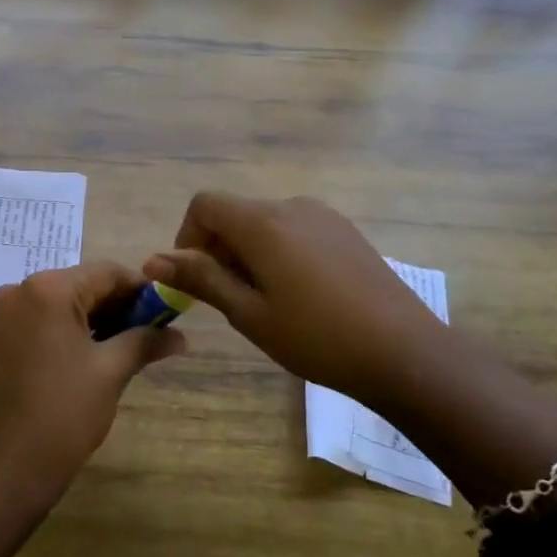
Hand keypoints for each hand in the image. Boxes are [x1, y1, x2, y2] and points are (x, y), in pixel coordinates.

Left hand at [0, 261, 184, 502]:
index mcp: (47, 290)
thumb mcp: (111, 371)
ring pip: (55, 305)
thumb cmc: (65, 413)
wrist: (8, 467)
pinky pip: (33, 322)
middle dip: (115, 307)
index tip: (165, 312)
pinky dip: (60, 331)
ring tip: (119, 347)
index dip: (140, 290)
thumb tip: (181, 336)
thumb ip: (145, 341)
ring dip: (89, 319)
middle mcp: (16, 292)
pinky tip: (81, 357)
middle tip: (147, 333)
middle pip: (78, 286)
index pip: (105, 274)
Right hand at [144, 193, 442, 402]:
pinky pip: (294, 230)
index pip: (204, 205)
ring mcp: (323, 216)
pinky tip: (300, 294)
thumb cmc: (316, 337)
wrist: (404, 352)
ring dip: (249, 252)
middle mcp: (291, 206)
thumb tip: (152, 259)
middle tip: (230, 300)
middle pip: (235, 213)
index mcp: (263, 223)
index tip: (195, 279)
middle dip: (218, 249)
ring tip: (266, 301)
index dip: (187, 238)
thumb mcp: (249, 314)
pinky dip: (278, 251)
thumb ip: (201, 279)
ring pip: (265, 223)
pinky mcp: (345, 231)